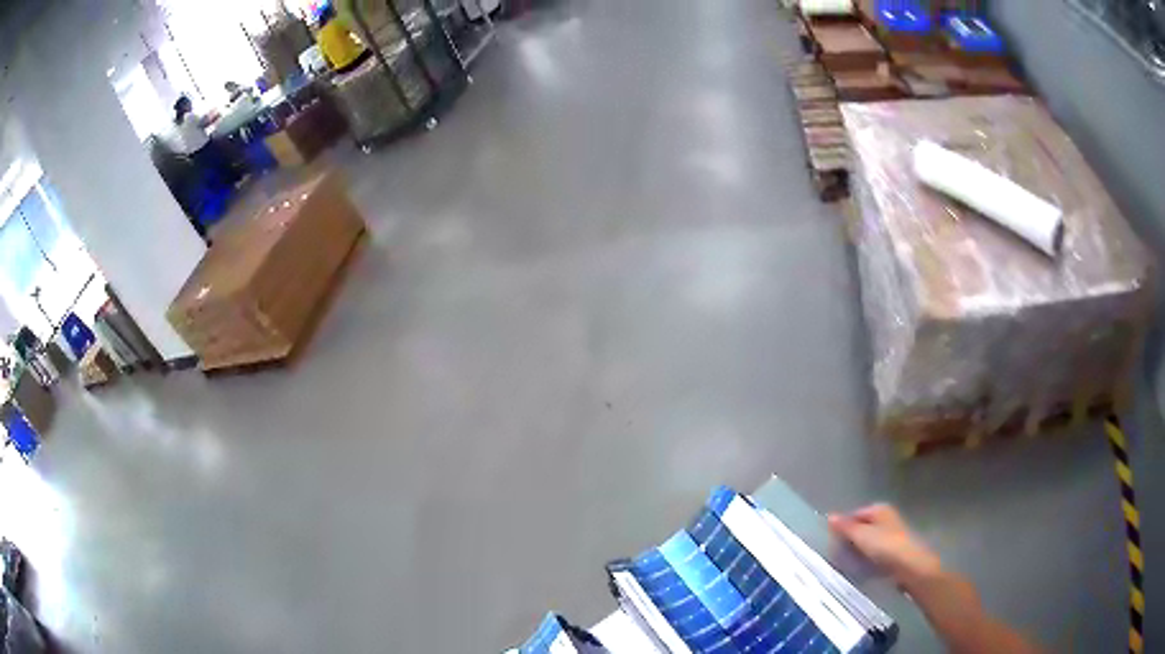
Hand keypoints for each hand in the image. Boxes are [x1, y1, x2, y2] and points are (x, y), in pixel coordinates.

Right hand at [828, 504, 941, 584]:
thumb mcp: (862, 536)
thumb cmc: (886, 546)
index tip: (831, 544)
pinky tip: (862, 571)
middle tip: (837, 557)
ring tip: (847, 567)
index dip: (842, 528)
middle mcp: (886, 518)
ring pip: (868, 543)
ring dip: (857, 554)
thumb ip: (845, 527)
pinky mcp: (895, 552)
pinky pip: (875, 555)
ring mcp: (892, 535)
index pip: (853, 515)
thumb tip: (830, 515)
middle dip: (849, 542)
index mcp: (879, 509)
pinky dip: (867, 561)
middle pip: (861, 529)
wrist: (912, 566)